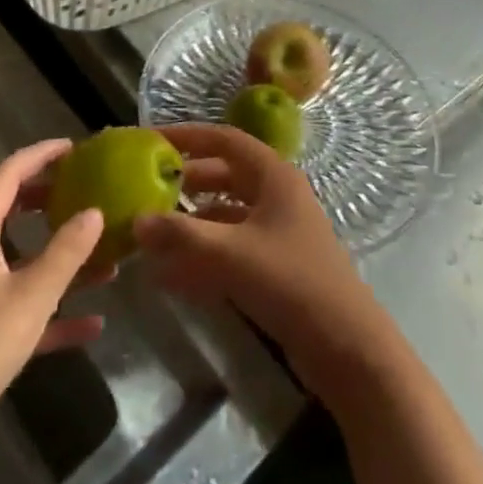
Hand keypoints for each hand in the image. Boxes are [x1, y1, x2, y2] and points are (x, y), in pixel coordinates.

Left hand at [0, 139, 106, 469]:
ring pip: (20, 261)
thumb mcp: (29, 299)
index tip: (76, 147)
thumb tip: (95, 210)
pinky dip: (50, 309)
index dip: (42, 155)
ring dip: (59, 259)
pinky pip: (17, 305)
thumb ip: (66, 252)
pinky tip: (91, 324)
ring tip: (104, 256)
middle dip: (50, 200)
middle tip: (86, 191)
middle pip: (11, 210)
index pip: (9, 173)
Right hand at [133, 123, 395, 399]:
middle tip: (147, 190)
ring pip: (227, 214)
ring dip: (192, 222)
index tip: (153, 140)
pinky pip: (232, 247)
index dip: (189, 137)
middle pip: (225, 175)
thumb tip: (136, 220)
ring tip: (152, 233)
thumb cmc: (291, 282)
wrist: (346, 346)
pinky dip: (204, 253)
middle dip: (187, 182)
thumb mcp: (231, 255)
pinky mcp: (276, 265)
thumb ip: (182, 236)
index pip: (225, 140)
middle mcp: (276, 194)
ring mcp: (278, 230)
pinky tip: (171, 273)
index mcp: (273, 175)